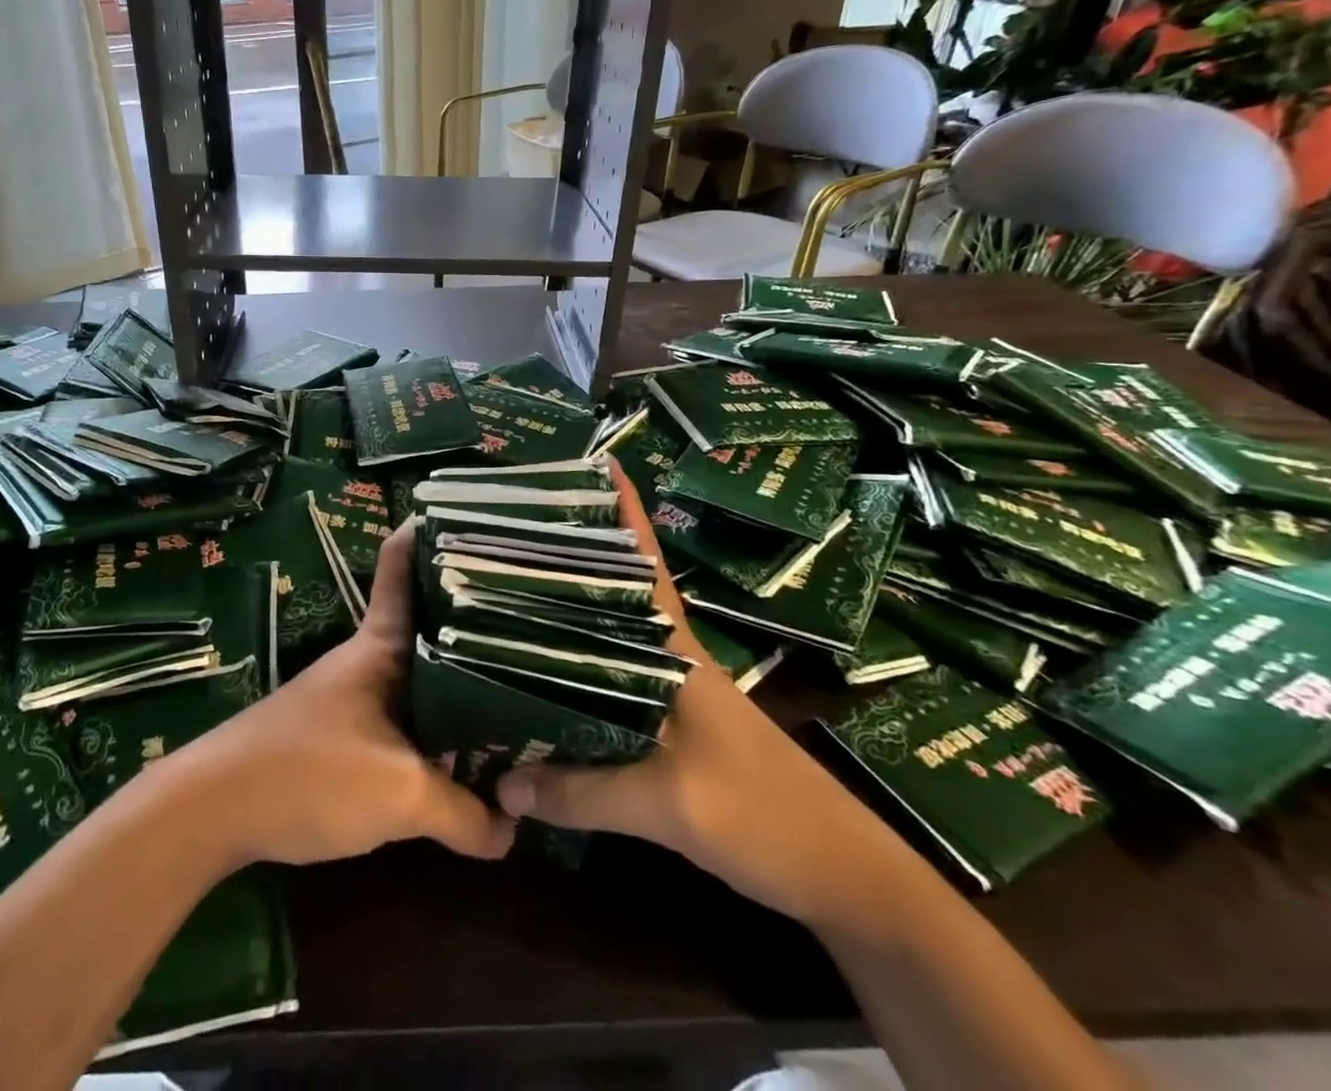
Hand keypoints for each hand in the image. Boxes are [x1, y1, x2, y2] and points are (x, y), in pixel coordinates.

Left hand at [171, 519, 515, 870]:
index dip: (432, 533)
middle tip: (534, 609)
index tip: (477, 520)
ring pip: (422, 669)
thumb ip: (463, 812)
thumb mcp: (399, 795)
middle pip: (430, 619)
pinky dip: (440, 719)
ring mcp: (357, 692)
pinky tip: (468, 742)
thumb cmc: (309, 773)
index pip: (403, 565)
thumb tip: (512, 829)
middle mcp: (371, 656)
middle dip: (476, 612)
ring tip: (520, 677)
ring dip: (462, 673)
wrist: (215, 808)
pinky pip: (408, 712)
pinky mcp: (347, 730)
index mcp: (382, 644)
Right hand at [495, 461, 916, 930]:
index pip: (642, 561)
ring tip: (504, 589)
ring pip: (606, 634)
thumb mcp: (668, 805)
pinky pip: (608, 681)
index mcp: (673, 647)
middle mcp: (667, 655)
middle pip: (611, 589)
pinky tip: (539, 677)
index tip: (587, 462)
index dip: (621, 510)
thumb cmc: (763, 816)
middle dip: (567, 553)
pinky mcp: (668, 727)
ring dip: (566, 610)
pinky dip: (574, 669)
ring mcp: (669, 691)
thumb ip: (581, 792)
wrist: (841, 874)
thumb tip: (497, 782)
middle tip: (506, 527)